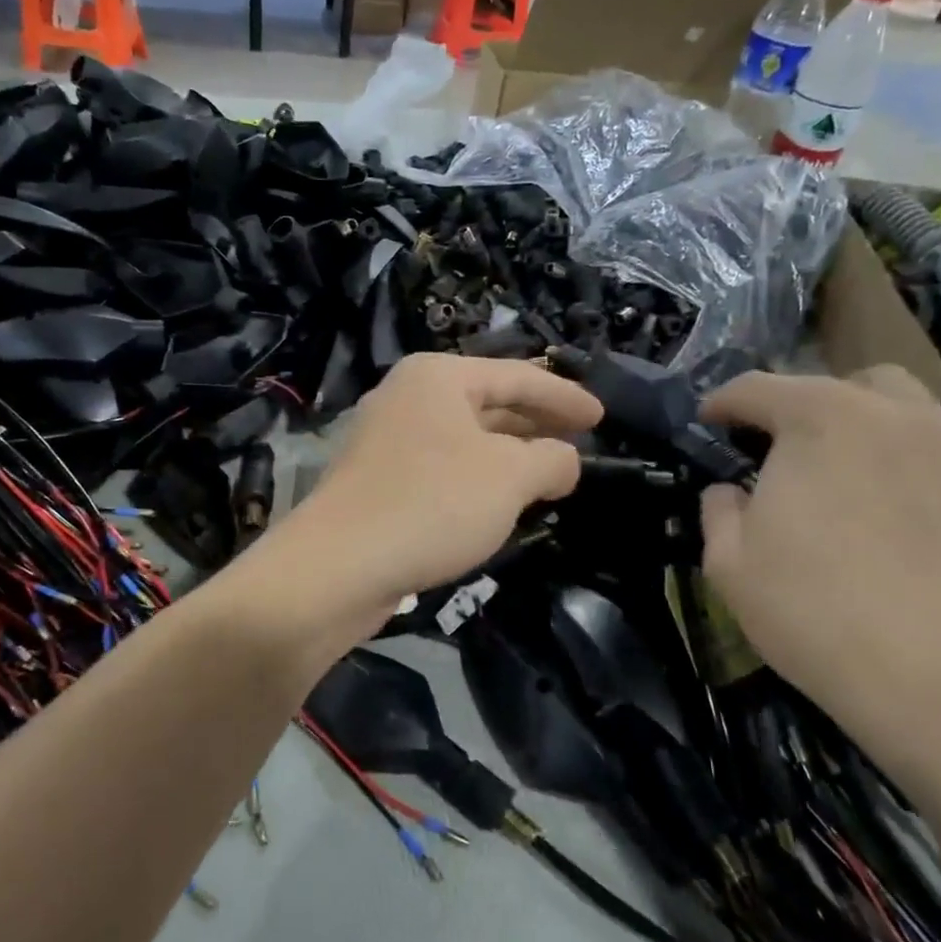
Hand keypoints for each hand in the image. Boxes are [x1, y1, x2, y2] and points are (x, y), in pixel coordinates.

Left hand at [261, 353, 600, 633]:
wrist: (338, 565)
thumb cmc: (432, 504)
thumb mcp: (510, 477)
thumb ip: (551, 459)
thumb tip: (564, 460)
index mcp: (437, 376)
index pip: (517, 376)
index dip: (565, 396)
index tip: (601, 417)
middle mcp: (407, 397)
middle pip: (487, 402)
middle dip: (535, 423)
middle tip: (578, 443)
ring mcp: (385, 438)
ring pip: (464, 439)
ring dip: (507, 455)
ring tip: (547, 474)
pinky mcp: (376, 480)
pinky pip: (441, 467)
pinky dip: (476, 479)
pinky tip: (498, 503)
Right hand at [698, 367, 940, 795]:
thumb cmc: (819, 614)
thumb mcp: (729, 565)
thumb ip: (719, 511)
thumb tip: (730, 492)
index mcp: (819, 418)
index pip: (756, 388)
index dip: (722, 404)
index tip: (706, 423)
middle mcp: (892, 412)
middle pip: (835, 385)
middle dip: (798, 407)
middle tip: (778, 453)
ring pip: (898, 407)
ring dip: (859, 426)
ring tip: (841, 477)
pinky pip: (937, 448)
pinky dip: (905, 459)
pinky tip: (893, 510)